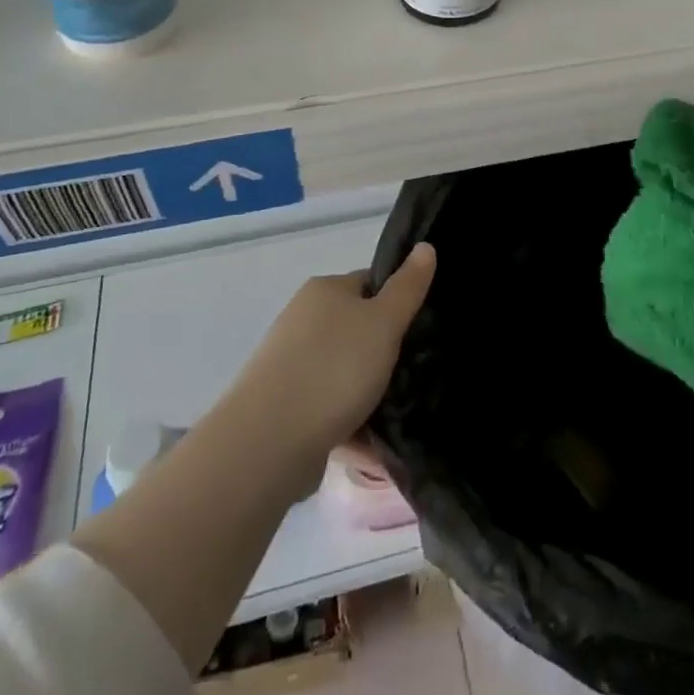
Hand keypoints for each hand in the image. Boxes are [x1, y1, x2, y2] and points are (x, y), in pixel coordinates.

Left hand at [223, 244, 435, 466]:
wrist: (267, 442)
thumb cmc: (333, 368)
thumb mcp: (384, 322)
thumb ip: (408, 287)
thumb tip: (426, 247)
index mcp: (324, 290)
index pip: (370, 284)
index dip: (398, 303)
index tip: (419, 330)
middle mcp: (302, 320)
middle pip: (358, 330)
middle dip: (384, 355)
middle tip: (414, 374)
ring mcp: (290, 365)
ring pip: (344, 373)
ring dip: (369, 394)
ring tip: (398, 415)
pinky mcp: (284, 408)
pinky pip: (329, 409)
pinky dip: (351, 424)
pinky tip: (374, 447)